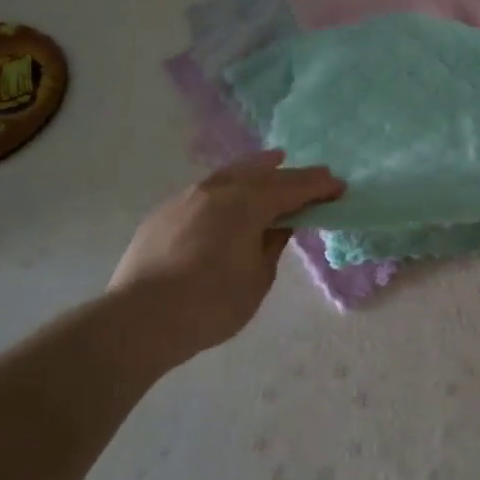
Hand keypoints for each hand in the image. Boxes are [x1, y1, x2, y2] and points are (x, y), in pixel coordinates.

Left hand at [109, 150, 344, 365]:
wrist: (140, 318)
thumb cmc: (210, 303)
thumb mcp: (257, 279)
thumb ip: (272, 245)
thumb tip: (277, 226)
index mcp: (248, 203)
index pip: (294, 188)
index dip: (320, 187)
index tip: (340, 187)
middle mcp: (219, 189)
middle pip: (264, 174)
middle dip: (293, 175)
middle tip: (316, 176)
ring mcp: (188, 197)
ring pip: (231, 174)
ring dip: (257, 169)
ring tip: (273, 161)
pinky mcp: (165, 212)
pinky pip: (206, 190)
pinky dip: (228, 187)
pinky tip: (228, 196)